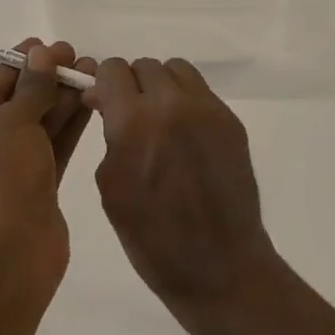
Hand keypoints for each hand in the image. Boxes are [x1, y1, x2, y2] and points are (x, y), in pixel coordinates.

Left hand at [0, 40, 94, 281]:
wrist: (8, 262)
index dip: (20, 64)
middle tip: (78, 57)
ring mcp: (7, 176)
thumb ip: (32, 88)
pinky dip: (69, 127)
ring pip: (38, 128)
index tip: (48, 45)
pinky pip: (52, 150)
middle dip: (47, 81)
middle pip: (17, 106)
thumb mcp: (13, 125)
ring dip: (62, 100)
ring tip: (91, 72)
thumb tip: (43, 54)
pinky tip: (90, 102)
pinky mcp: (36, 193)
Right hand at [87, 57, 284, 334]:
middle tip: (131, 118)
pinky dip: (186, 103)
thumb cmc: (152, 238)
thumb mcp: (112, 186)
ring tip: (161, 122)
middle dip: (131, 86)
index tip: (104, 106)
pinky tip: (186, 137)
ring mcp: (206, 110)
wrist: (220, 268)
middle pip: (143, 66)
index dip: (104, 85)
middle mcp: (170, 104)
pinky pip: (200, 92)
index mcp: (133, 122)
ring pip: (175, 70)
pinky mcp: (230, 121)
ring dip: (161, 88)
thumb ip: (109, 135)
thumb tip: (108, 104)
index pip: (112, 70)